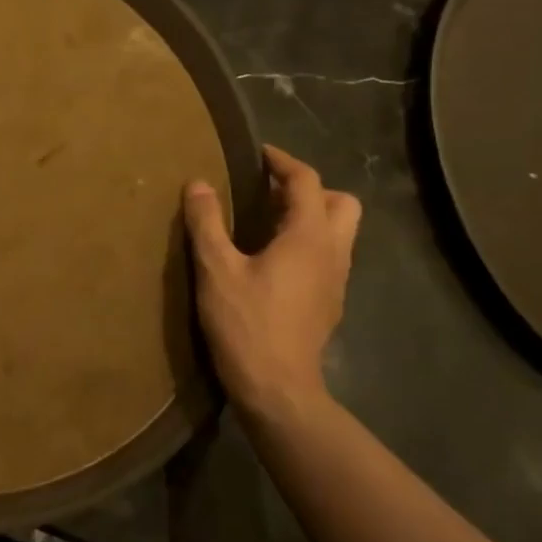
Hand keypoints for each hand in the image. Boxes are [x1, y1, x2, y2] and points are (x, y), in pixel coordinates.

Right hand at [183, 145, 361, 420]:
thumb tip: (199, 183)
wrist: (277, 387)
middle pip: (341, 203)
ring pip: (339, 232)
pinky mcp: (330, 303)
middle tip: (270, 192)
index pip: (307, 181)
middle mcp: (333, 253)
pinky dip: (308, 244)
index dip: (283, 161)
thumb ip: (207, 222)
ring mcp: (337, 281)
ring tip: (267, 222)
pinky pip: (328, 257)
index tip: (258, 153)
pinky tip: (273, 261)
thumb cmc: (246, 323)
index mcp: (308, 237)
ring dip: (311, 217)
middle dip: (310, 189)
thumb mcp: (216, 269)